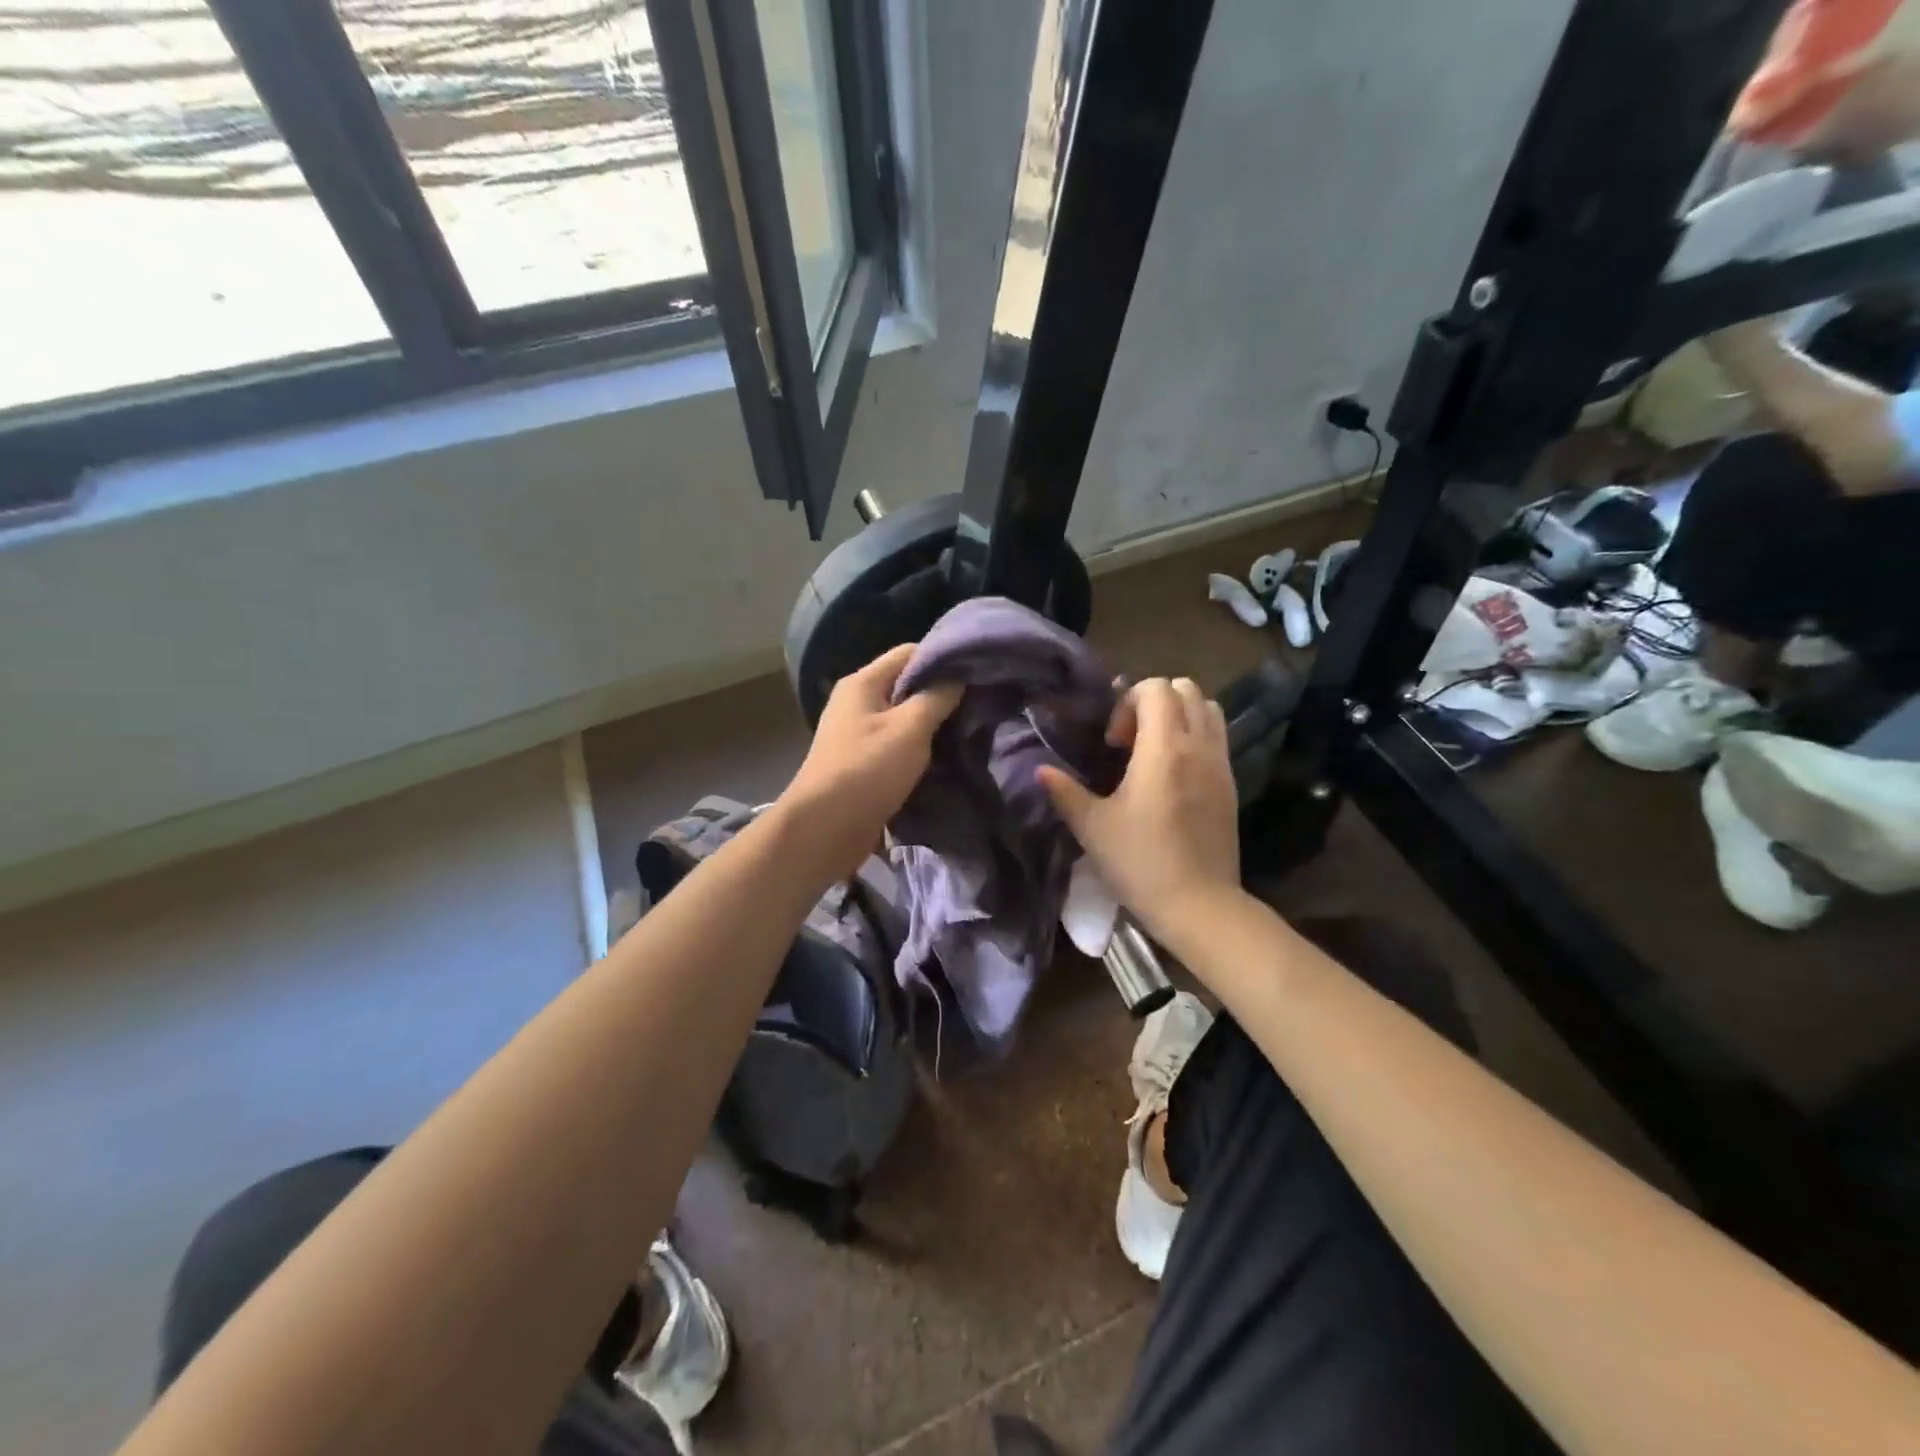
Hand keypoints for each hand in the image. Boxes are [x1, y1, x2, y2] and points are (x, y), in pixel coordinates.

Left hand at [778, 642, 962, 878]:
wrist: (825, 829)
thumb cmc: (867, 769)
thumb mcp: (910, 728)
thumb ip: (937, 697)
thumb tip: (958, 675)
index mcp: (863, 683)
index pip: (909, 652)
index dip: (943, 658)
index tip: (976, 672)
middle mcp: (857, 703)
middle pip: (907, 685)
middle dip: (941, 694)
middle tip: (979, 704)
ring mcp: (858, 734)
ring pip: (904, 718)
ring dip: (932, 726)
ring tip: (968, 731)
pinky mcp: (863, 764)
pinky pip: (898, 746)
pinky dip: (919, 750)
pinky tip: (945, 758)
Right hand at [1037, 677, 1242, 939]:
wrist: (1199, 905)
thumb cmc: (1141, 863)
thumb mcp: (1092, 827)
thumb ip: (1065, 792)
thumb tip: (1039, 770)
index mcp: (1163, 749)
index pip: (1156, 687)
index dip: (1128, 701)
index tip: (1113, 742)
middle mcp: (1198, 746)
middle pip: (1186, 688)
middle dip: (1154, 701)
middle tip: (1130, 740)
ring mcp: (1221, 764)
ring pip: (1208, 709)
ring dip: (1179, 715)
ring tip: (1153, 750)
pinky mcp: (1231, 784)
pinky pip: (1217, 738)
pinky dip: (1194, 737)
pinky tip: (1172, 775)